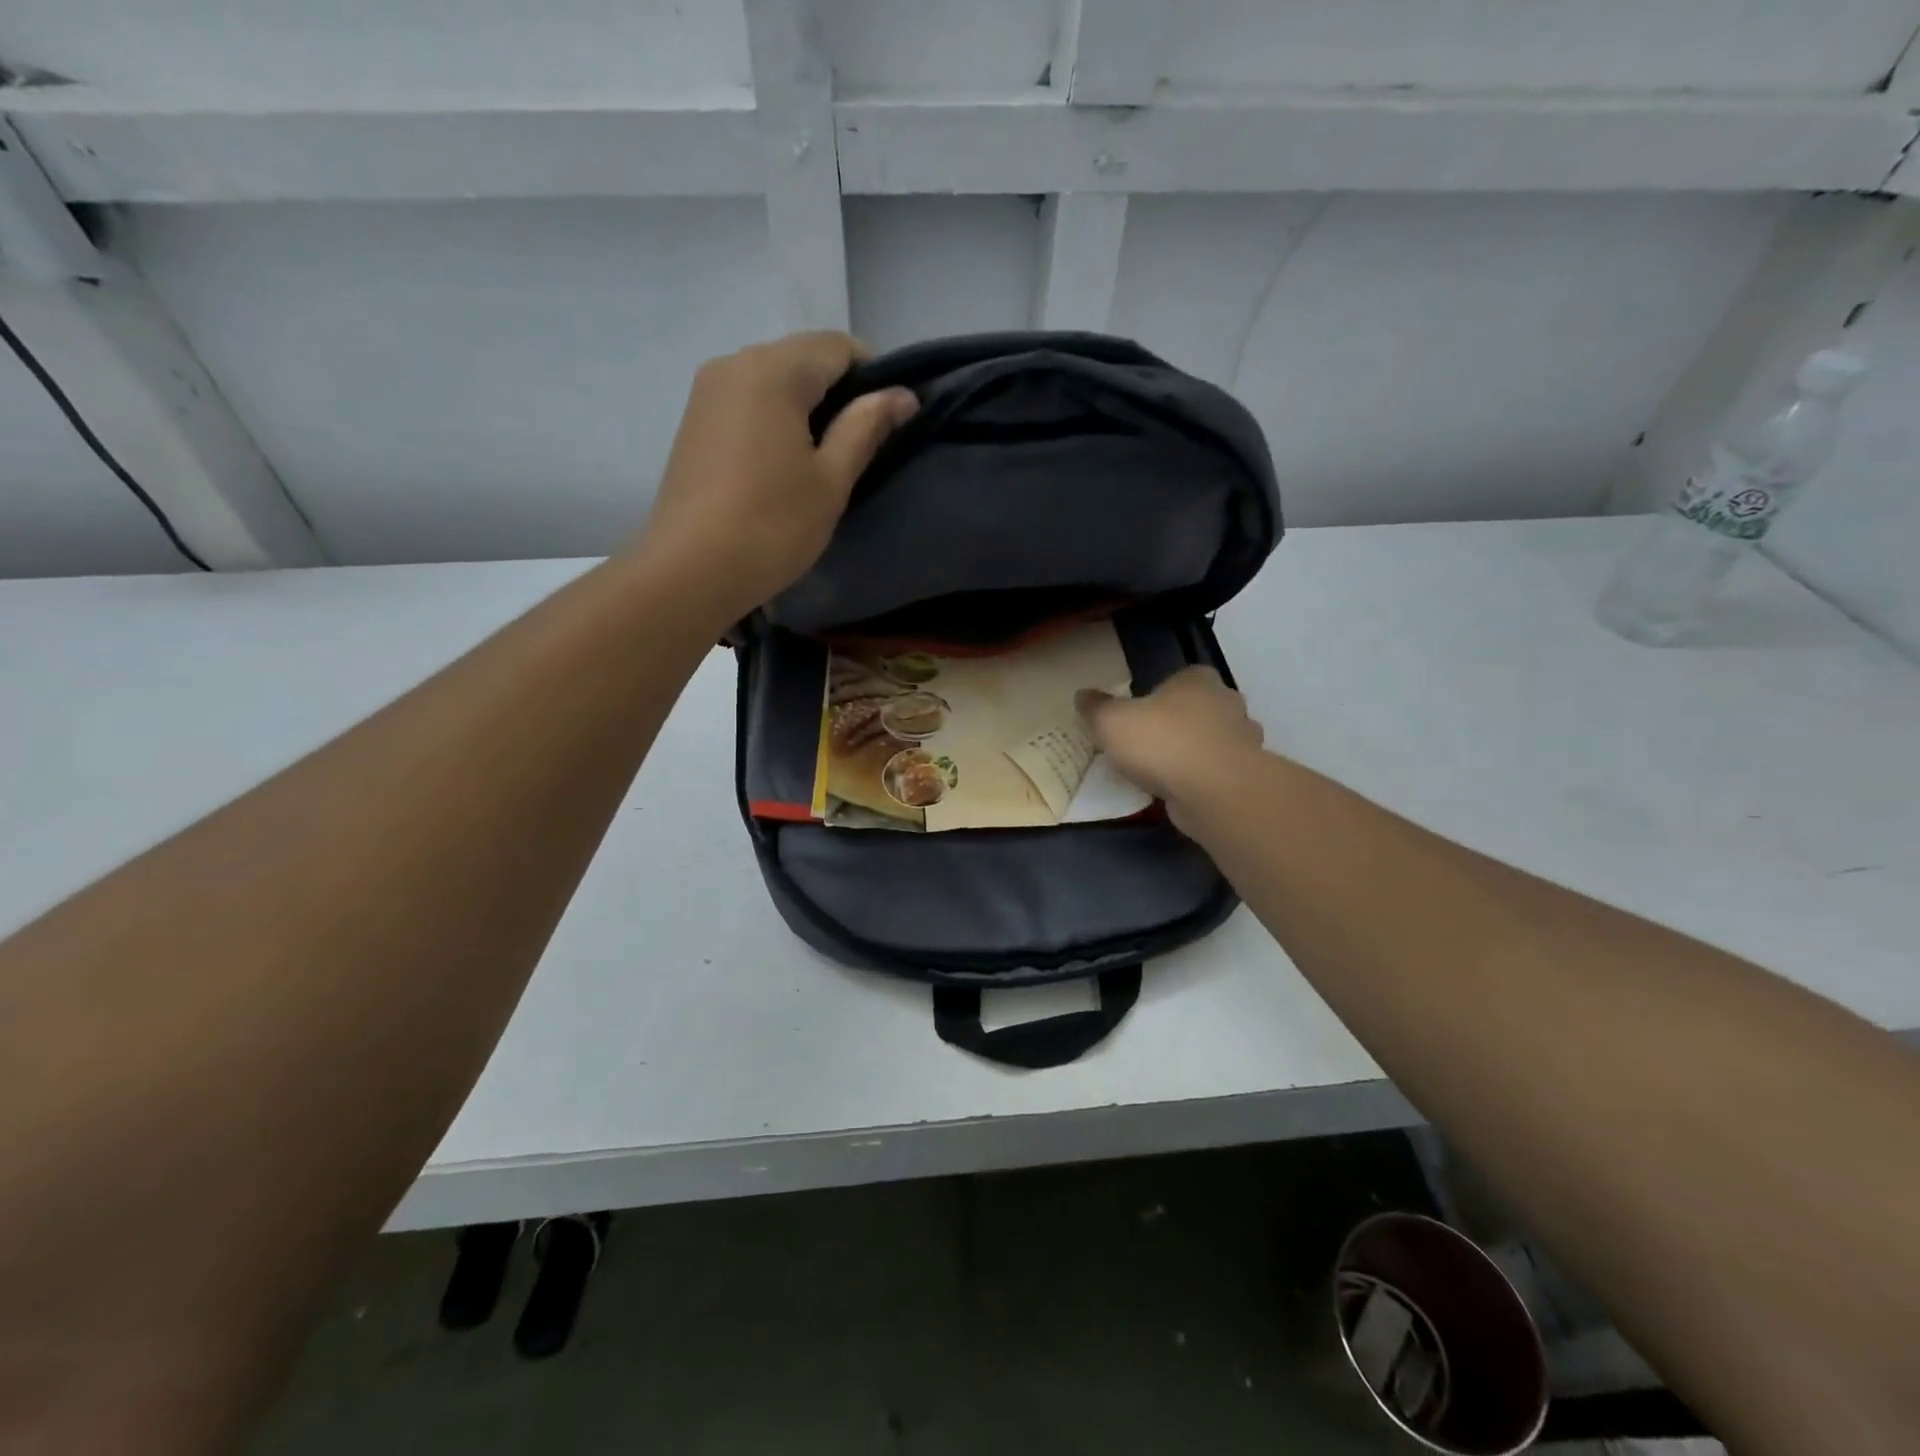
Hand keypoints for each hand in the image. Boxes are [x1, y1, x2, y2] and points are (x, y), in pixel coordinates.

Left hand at [634, 332, 916, 619]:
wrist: (689, 571)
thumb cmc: (772, 525)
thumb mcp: (831, 479)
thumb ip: (867, 427)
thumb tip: (903, 395)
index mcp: (774, 369)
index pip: (840, 346)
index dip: (874, 377)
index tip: (888, 423)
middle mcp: (735, 362)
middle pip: (804, 358)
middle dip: (840, 391)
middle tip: (860, 446)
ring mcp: (708, 391)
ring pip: (775, 379)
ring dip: (807, 406)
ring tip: (823, 459)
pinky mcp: (694, 420)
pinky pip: (749, 401)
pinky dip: (777, 418)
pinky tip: (784, 464)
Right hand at [1078, 667, 1265, 826]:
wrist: (1213, 791)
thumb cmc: (1162, 742)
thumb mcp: (1112, 721)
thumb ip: (1096, 707)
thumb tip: (1082, 695)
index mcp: (1197, 679)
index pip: (1182, 677)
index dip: (1161, 694)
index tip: (1140, 714)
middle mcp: (1227, 703)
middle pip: (1199, 709)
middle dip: (1178, 724)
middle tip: (1147, 744)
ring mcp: (1242, 740)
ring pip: (1211, 742)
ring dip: (1192, 754)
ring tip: (1160, 773)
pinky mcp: (1244, 775)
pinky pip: (1216, 772)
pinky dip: (1200, 780)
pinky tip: (1178, 792)